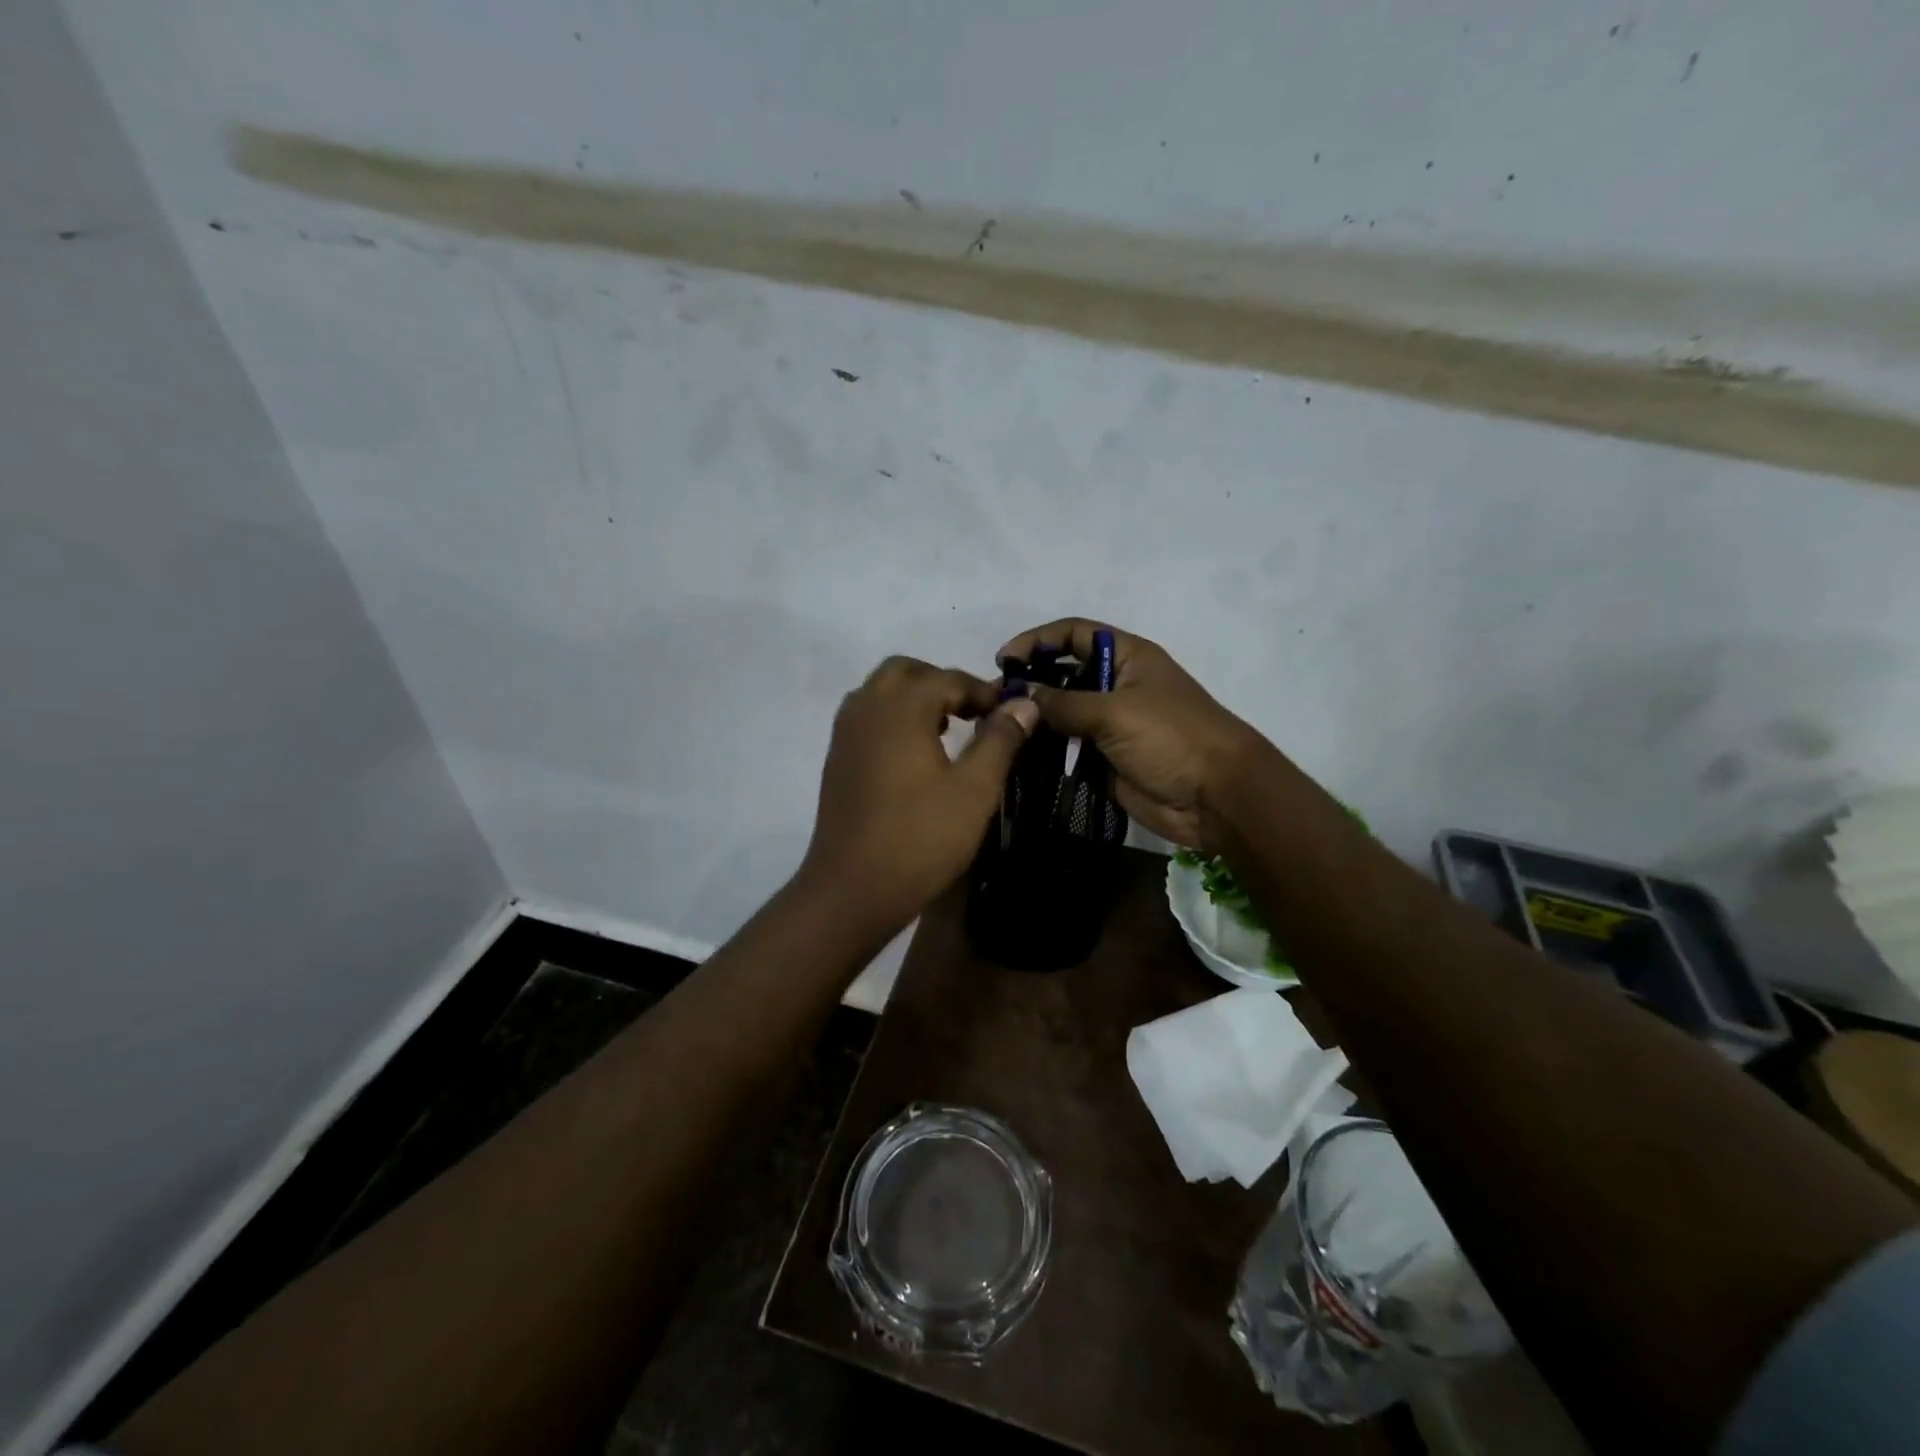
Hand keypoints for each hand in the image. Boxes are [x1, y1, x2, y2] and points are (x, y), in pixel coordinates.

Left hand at [799, 655, 1039, 931]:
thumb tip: (1023, 703)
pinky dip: (894, 718)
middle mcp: (866, 708)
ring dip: (915, 698)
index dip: (984, 692)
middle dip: (943, 683)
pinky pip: (867, 718)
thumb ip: (1000, 740)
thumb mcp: (974, 790)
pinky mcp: (837, 759)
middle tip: (975, 713)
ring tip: (948, 731)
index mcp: (900, 707)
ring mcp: (845, 734)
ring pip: (881, 692)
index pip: (948, 678)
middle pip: (906, 672)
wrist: (851, 889)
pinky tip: (916, 756)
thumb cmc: (920, 838)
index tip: (1011, 713)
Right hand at [997, 619, 1265, 849]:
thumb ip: (1064, 703)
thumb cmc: (1171, 737)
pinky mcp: (1106, 759)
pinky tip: (1018, 757)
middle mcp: (1116, 685)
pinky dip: (1044, 751)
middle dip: (1031, 682)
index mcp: (1127, 657)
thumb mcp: (1115, 711)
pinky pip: (1068, 749)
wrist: (1216, 796)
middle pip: (1064, 673)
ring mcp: (1111, 724)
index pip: (1074, 633)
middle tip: (995, 702)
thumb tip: (1021, 697)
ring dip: (1035, 720)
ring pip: (1063, 714)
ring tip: (1001, 731)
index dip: (1038, 640)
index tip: (1004, 661)